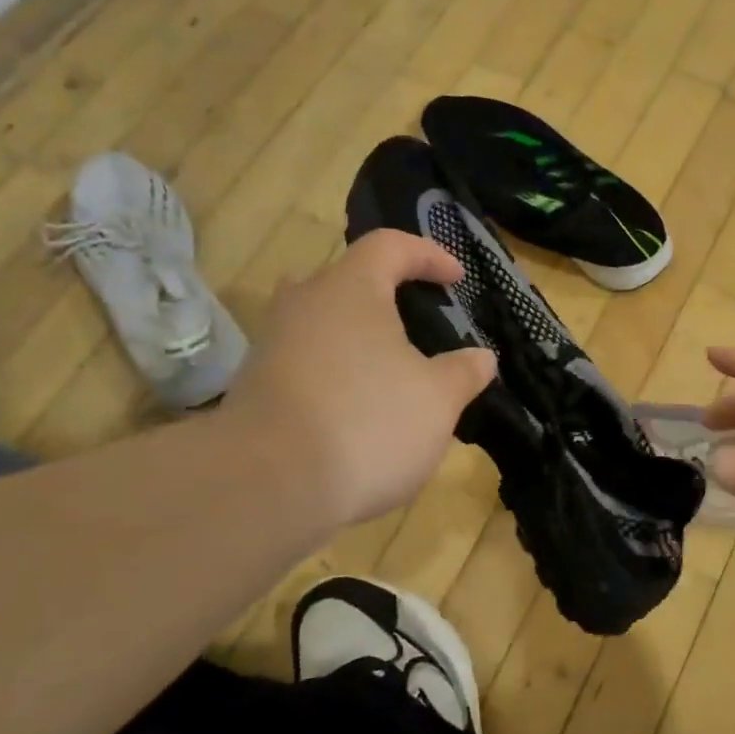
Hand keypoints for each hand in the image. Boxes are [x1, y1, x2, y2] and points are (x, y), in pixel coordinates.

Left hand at [225, 232, 495, 528]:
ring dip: (358, 340)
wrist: (266, 487)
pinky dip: (335, 376)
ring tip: (392, 372)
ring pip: (322, 325)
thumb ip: (463, 372)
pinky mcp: (253, 389)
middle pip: (346, 281)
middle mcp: (304, 305)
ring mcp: (271, 347)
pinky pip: (305, 364)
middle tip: (415, 321)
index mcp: (351, 289)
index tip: (456, 278)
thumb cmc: (367, 422)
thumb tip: (481, 358)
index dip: (428, 255)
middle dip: (384, 296)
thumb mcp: (438, 399)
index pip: (390, 246)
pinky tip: (359, 411)